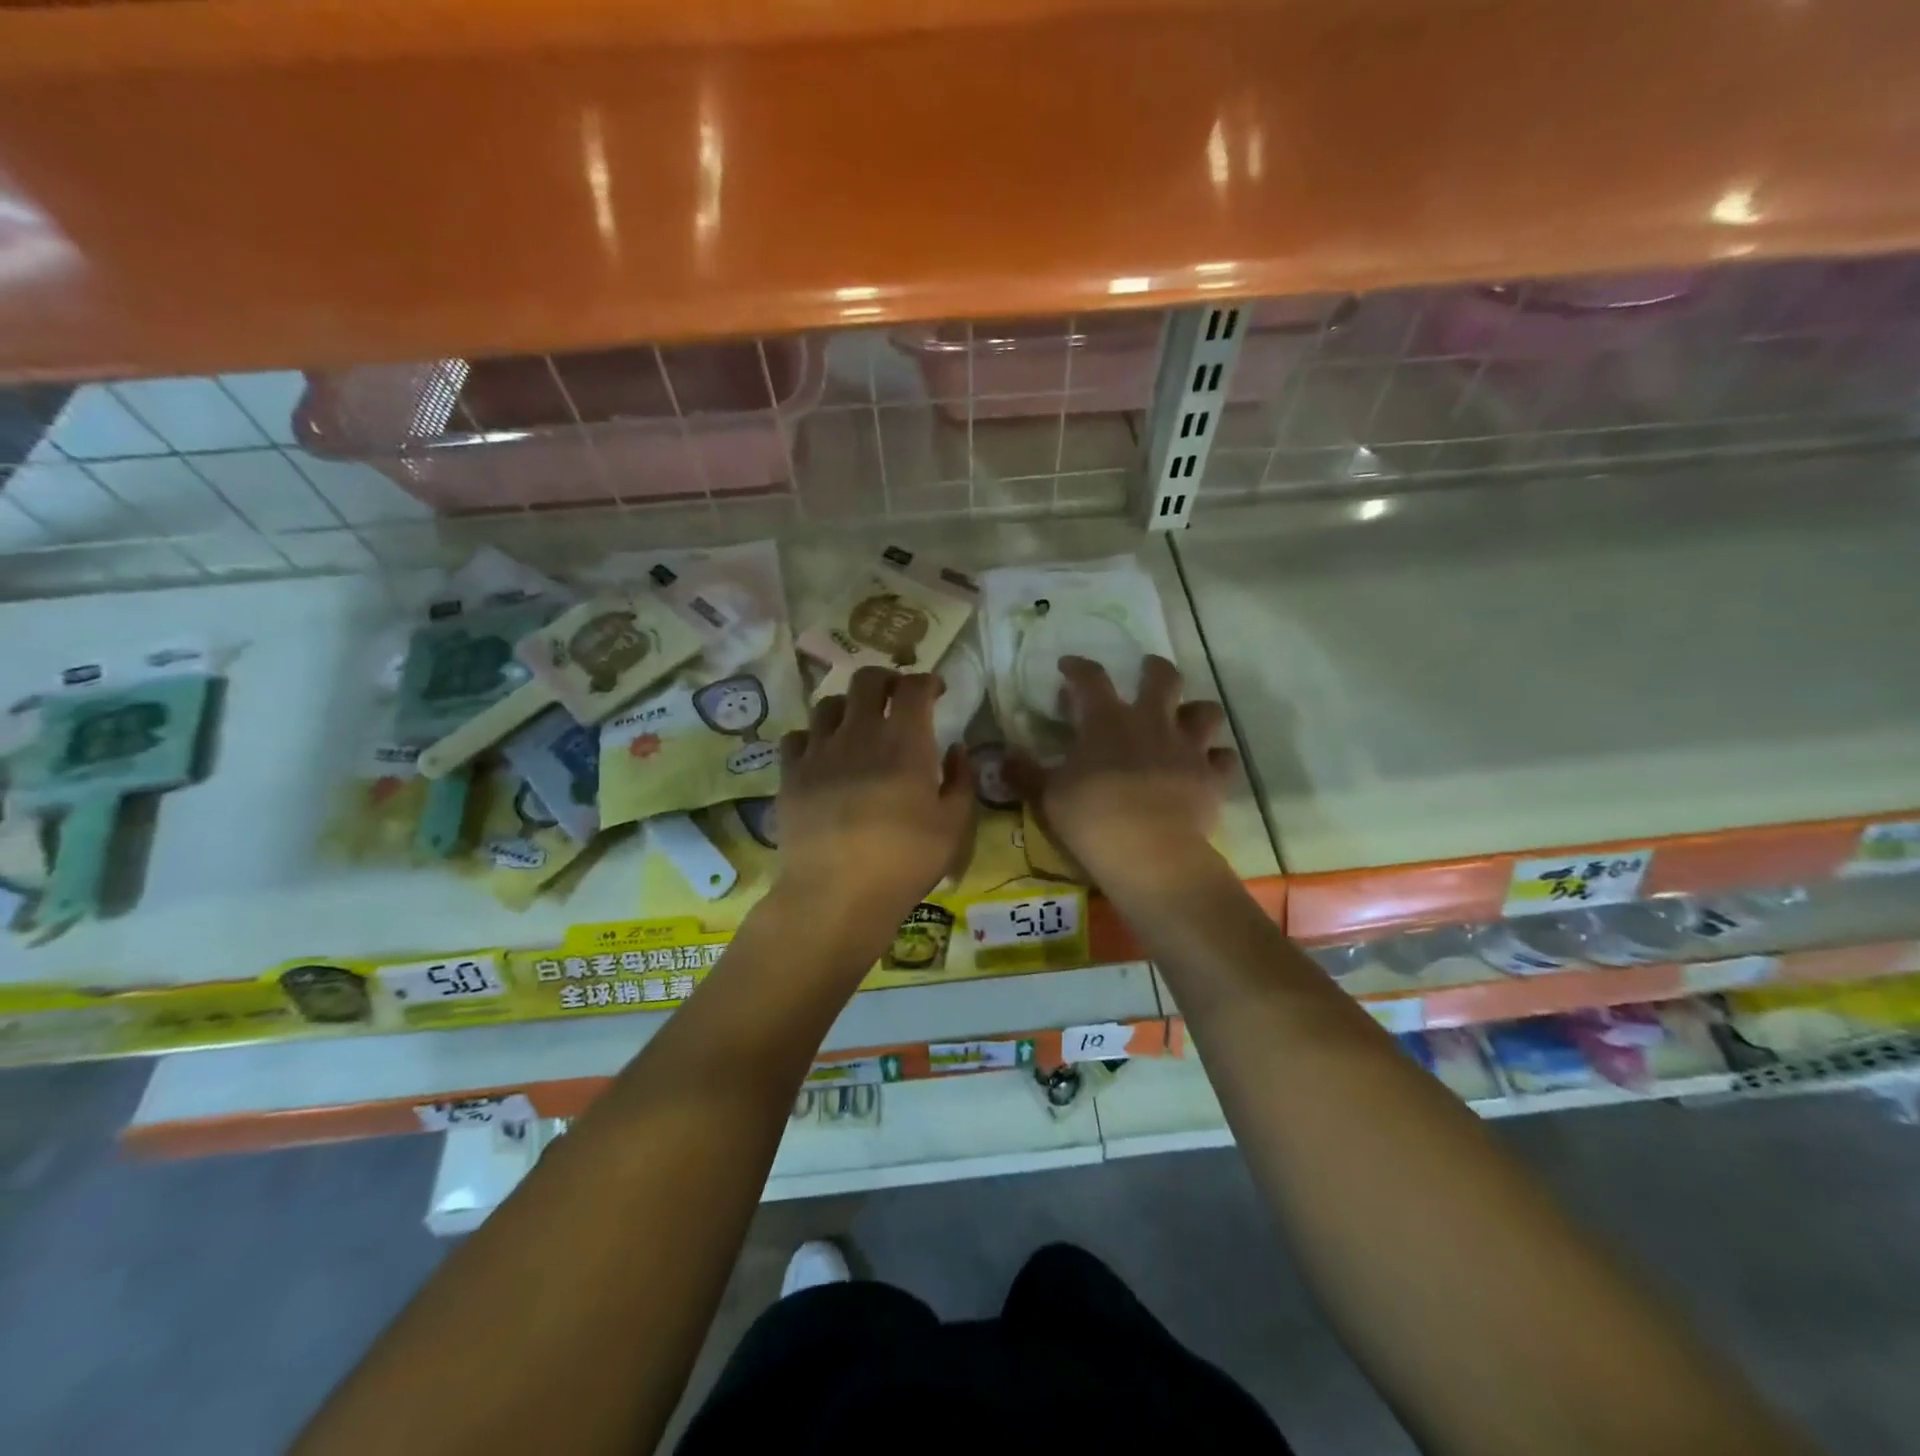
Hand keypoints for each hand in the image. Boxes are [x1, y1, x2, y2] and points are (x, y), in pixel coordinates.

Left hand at [775, 666, 972, 923]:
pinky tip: (822, 754)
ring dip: (848, 706)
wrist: (836, 893)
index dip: (928, 681)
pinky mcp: (791, 774)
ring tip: (857, 724)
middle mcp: (859, 733)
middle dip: (886, 679)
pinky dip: (813, 737)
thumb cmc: (904, 861)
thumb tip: (956, 749)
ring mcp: (819, 751)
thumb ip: (961, 781)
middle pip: (866, 680)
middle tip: (897, 696)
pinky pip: (797, 737)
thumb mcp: (954, 826)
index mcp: (904, 741)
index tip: (937, 691)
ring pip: (828, 703)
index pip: (914, 687)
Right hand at [1008, 655, 1237, 897]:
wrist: (1149, 852)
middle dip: (1154, 669)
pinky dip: (1216, 760)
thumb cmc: (1091, 818)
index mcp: (1106, 721)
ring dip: (1195, 712)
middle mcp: (1151, 722)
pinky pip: (1224, 759)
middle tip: (1147, 673)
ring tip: (1185, 722)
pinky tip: (1207, 768)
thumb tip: (1003, 756)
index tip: (1068, 666)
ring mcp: (1187, 748)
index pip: (1090, 678)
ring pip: (1206, 711)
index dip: (1078, 667)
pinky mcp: (1212, 777)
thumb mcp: (1047, 796)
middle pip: (1163, 677)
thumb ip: (1025, 773)